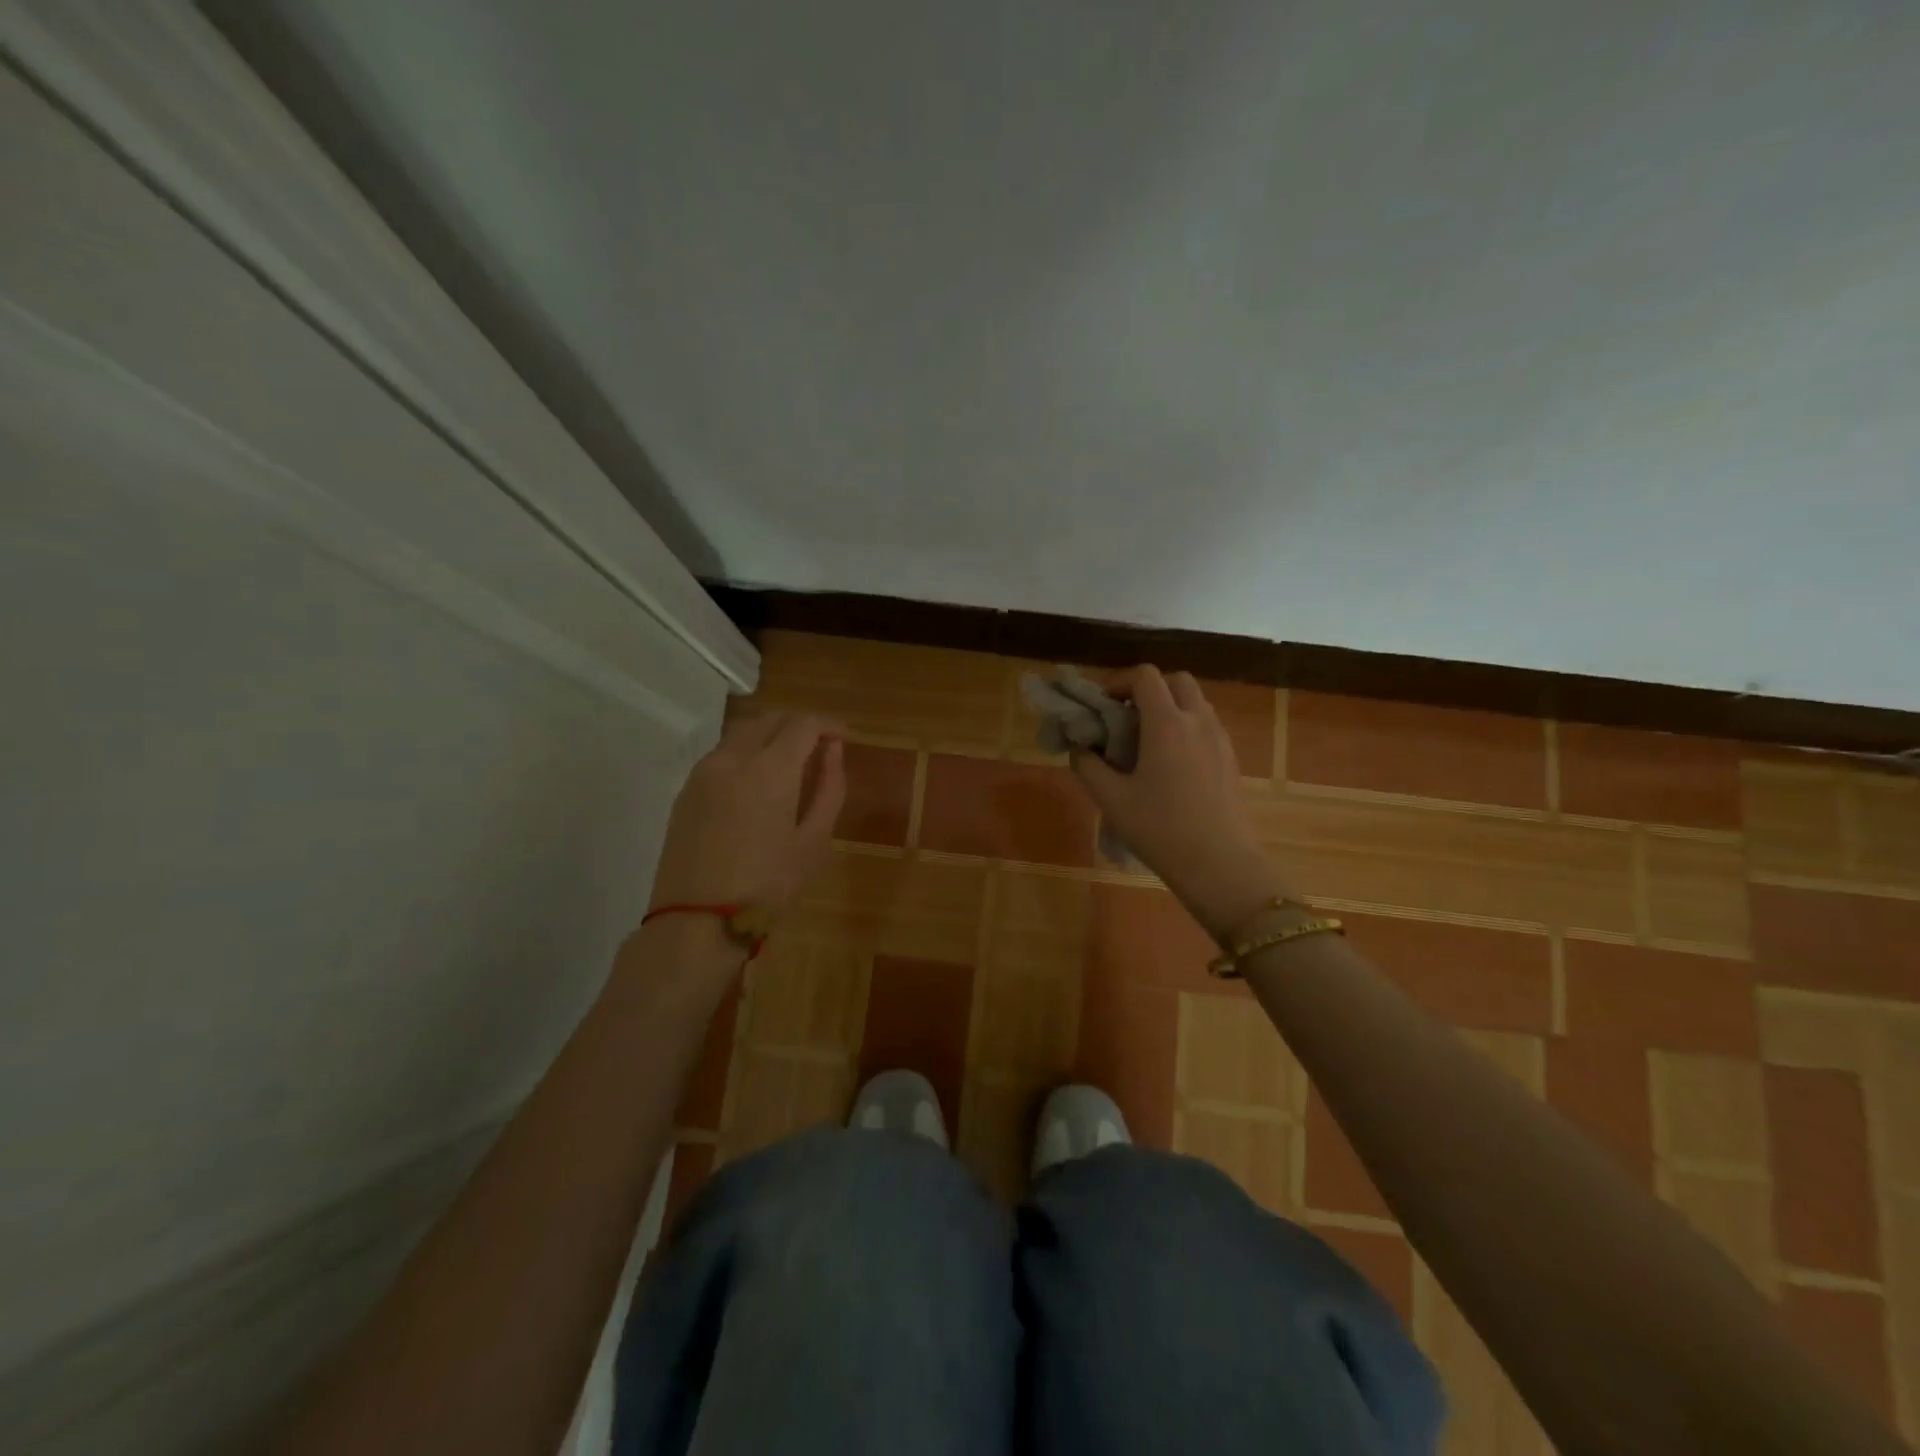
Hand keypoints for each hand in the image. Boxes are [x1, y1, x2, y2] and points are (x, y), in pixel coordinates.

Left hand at [649, 711, 845, 913]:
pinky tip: (758, 782)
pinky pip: (722, 755)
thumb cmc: (766, 887)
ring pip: (742, 733)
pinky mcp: (686, 791)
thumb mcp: (813, 842)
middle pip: (770, 720)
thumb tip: (833, 751)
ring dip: (771, 735)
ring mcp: (703, 773)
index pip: (803, 724)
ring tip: (791, 763)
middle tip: (820, 747)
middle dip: (799, 725)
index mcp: (769, 770)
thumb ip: (829, 789)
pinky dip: (746, 753)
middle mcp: (732, 759)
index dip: (828, 725)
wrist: (695, 922)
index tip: (844, 738)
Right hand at [1071, 667, 1285, 938]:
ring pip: (1194, 702)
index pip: (1145, 676)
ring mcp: (1220, 739)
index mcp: (1167, 723)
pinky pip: (1206, 726)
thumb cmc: (1160, 829)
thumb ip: (1088, 766)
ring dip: (1168, 707)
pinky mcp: (1231, 759)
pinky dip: (1185, 727)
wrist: (1219, 865)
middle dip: (1148, 689)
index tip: (1101, 704)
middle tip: (1125, 717)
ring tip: (1144, 741)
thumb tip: (1080, 748)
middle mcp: (1198, 721)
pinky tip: (1169, 764)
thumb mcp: (1111, 799)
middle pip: (1176, 681)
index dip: (1118, 681)